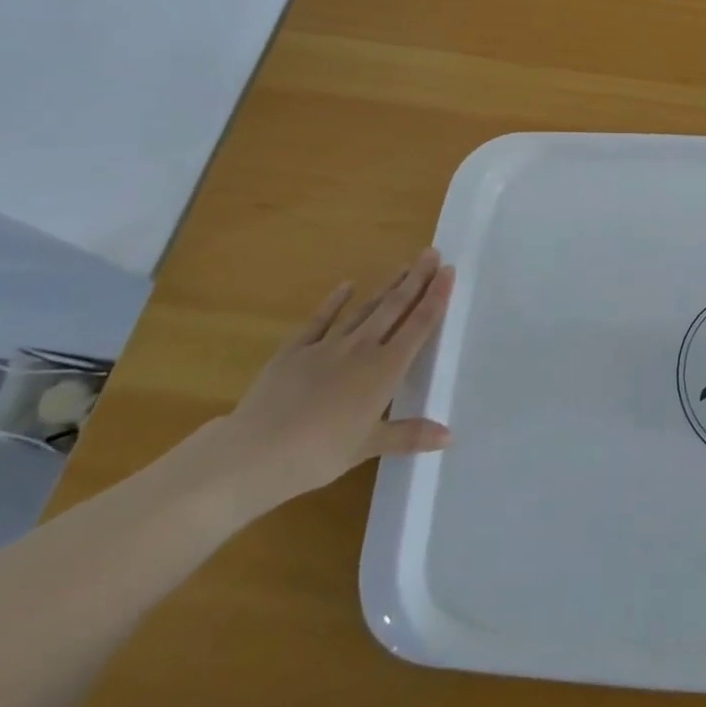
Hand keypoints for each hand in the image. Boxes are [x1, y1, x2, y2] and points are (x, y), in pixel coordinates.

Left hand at [211, 249, 454, 510]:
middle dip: (416, 279)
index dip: (436, 297)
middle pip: (394, 307)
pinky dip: (334, 301)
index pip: (419, 325)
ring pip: (365, 309)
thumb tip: (450, 436)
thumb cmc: (320, 453)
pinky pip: (320, 320)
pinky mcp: (295, 350)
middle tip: (431, 253)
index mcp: (385, 369)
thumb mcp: (369, 446)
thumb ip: (410, 435)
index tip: (448, 271)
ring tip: (404, 265)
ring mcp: (327, 346)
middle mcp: (362, 348)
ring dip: (386, 286)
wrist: (255, 452)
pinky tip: (346, 284)